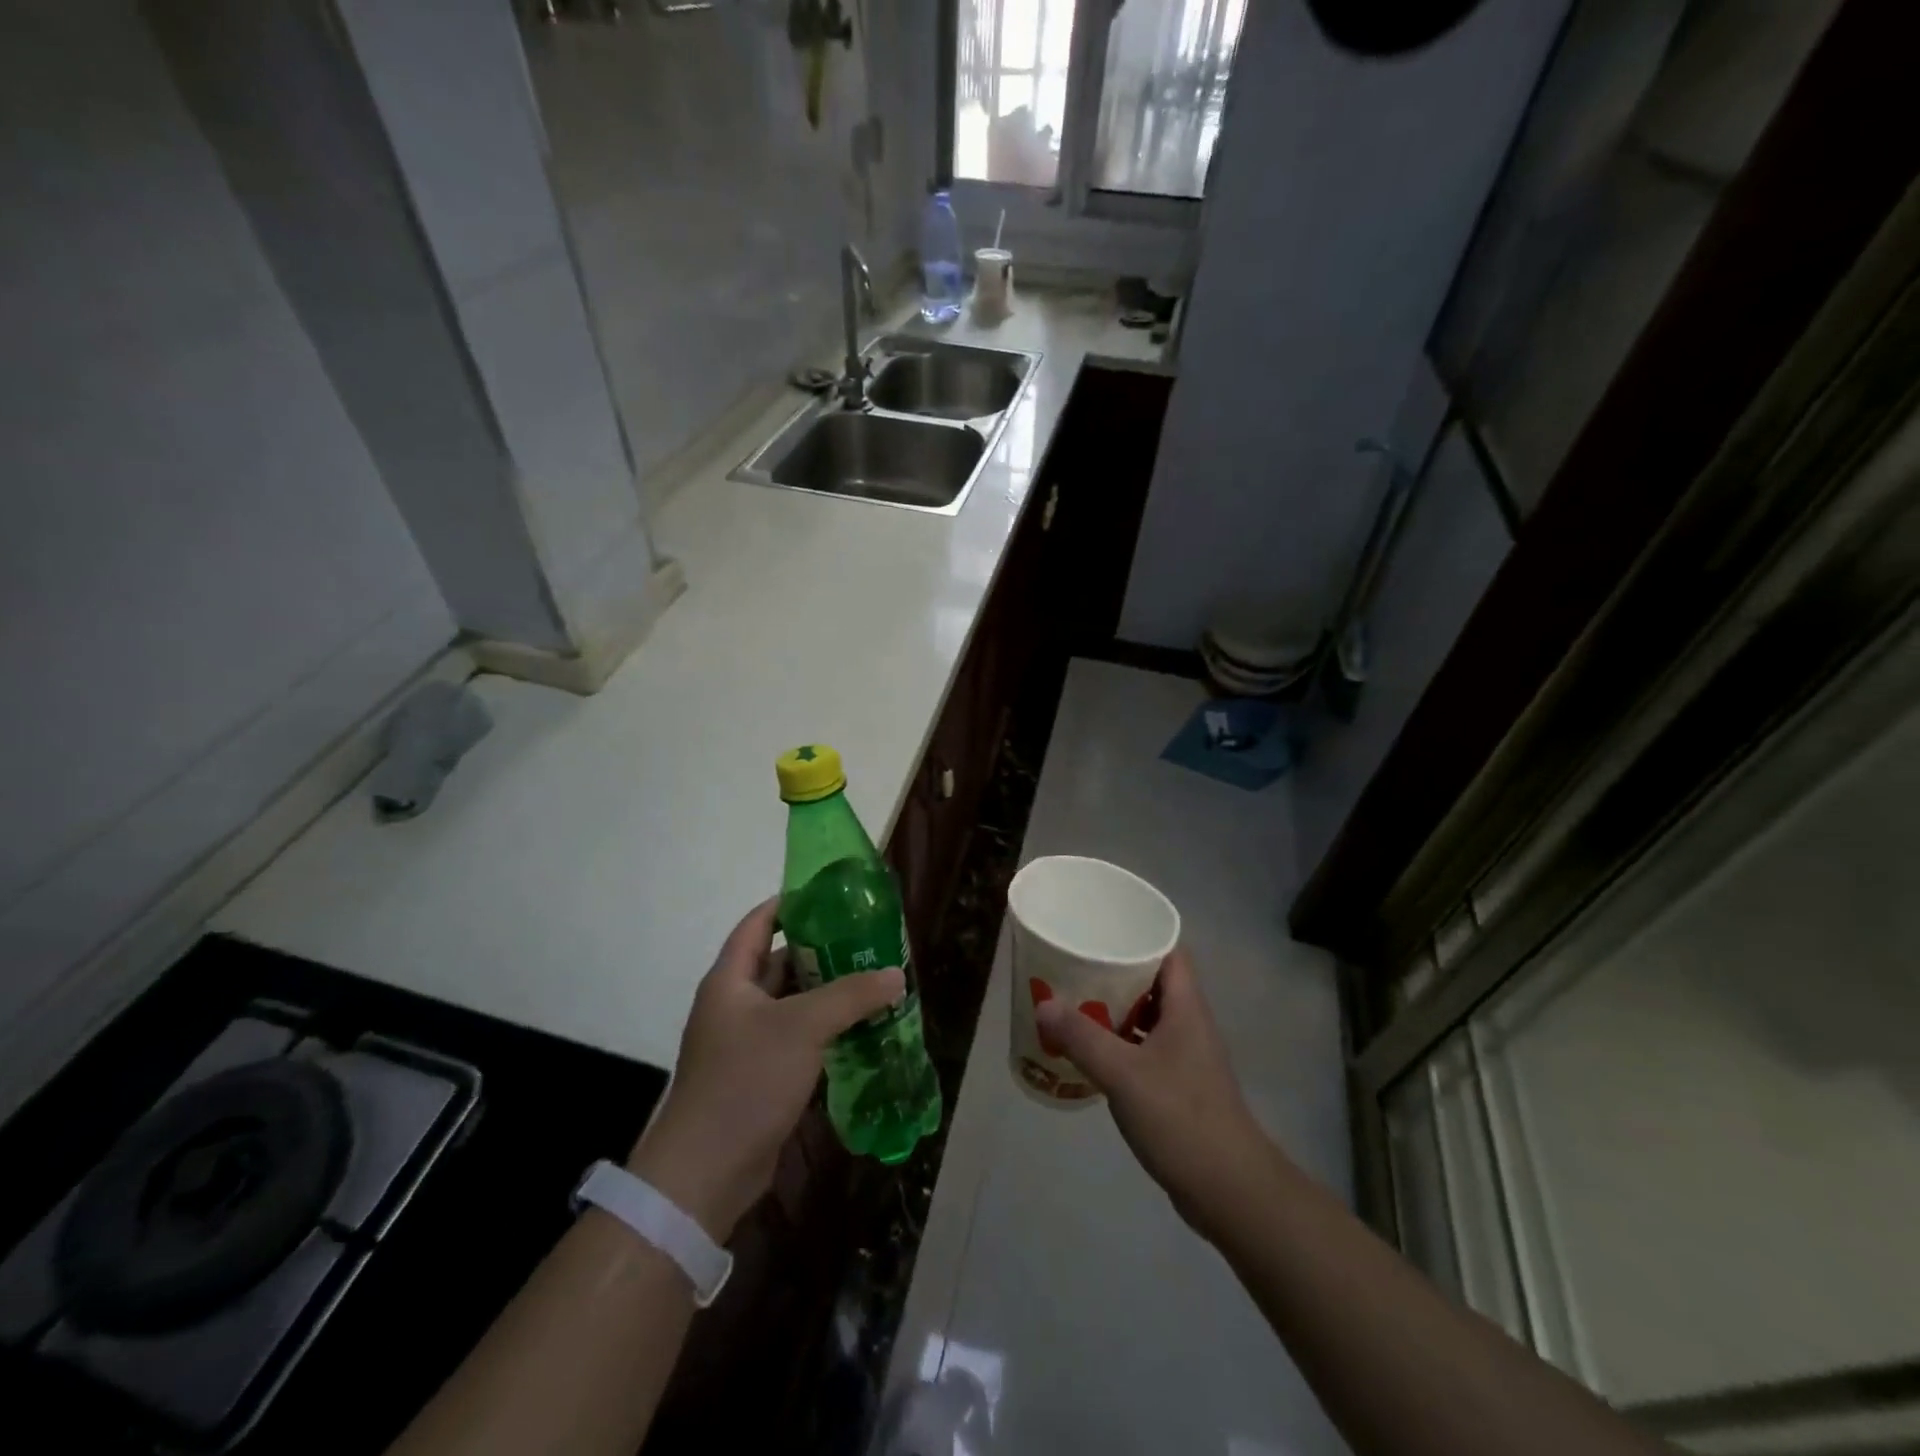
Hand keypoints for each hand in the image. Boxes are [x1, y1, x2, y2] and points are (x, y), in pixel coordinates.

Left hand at [627, 898, 903, 1241]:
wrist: (705, 1173)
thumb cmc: (747, 1080)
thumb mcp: (803, 1027)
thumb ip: (851, 995)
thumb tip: (896, 974)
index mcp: (731, 980)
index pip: (758, 923)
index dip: (790, 903)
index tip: (831, 895)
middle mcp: (735, 1004)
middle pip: (780, 962)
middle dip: (822, 951)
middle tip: (867, 941)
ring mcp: (746, 1042)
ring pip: (792, 1004)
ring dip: (828, 994)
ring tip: (873, 981)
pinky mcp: (759, 1076)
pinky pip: (797, 1039)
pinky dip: (825, 1030)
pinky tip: (860, 1029)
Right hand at [1034, 948, 1274, 1239]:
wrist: (1229, 1190)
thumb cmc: (1180, 1118)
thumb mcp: (1123, 1074)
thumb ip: (1082, 1037)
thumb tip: (1043, 1004)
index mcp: (1186, 1007)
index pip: (1168, 951)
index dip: (1138, 934)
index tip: (1100, 929)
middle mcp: (1189, 1023)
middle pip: (1153, 981)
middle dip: (1115, 971)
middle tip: (1074, 965)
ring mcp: (1186, 1056)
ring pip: (1147, 1016)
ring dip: (1114, 1008)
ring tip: (1073, 1002)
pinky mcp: (1179, 1085)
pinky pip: (1144, 1048)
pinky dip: (1119, 1042)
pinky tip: (1090, 1051)